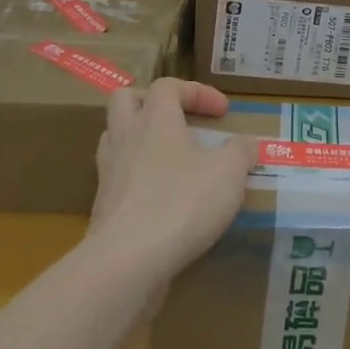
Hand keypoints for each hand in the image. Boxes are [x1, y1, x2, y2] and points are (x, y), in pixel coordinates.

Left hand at [88, 78, 257, 290]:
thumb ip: (241, 152)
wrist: (126, 263)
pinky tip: (159, 197)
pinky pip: (117, 177)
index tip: (223, 112)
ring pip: (114, 138)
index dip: (197, 91)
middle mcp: (126, 138)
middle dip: (152, 102)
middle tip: (178, 119)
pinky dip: (136, 178)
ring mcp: (109, 172)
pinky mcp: (102, 207)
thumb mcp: (228, 174)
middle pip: (126, 100)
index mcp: (156, 119)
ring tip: (167, 156)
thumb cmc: (181, 204)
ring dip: (139, 139)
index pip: (168, 85)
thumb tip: (247, 143)